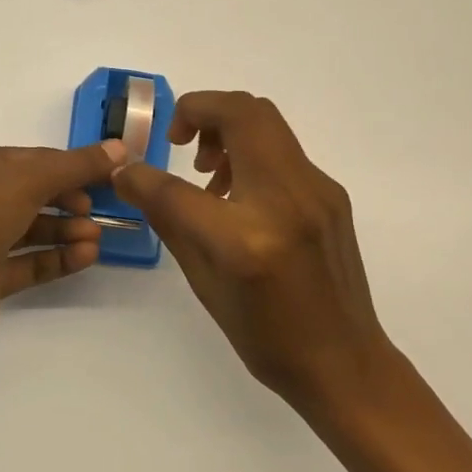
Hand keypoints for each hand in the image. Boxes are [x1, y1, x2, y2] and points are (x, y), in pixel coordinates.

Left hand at [0, 139, 127, 358]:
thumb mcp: (30, 178)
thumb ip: (76, 165)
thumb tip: (119, 149)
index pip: (30, 159)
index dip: (69, 166)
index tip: (106, 176)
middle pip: (32, 194)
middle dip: (68, 201)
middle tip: (96, 211)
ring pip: (31, 230)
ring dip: (66, 231)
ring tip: (95, 239)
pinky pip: (28, 262)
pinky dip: (57, 258)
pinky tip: (86, 257)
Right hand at [111, 91, 390, 410]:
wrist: (343, 361)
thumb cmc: (265, 335)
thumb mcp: (203, 283)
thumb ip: (168, 219)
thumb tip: (132, 177)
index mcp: (245, 240)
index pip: (176, 187)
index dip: (140, 173)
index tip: (127, 169)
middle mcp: (286, 200)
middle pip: (240, 113)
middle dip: (198, 110)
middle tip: (178, 141)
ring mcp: (316, 190)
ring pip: (265, 119)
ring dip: (226, 125)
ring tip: (206, 172)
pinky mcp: (331, 191)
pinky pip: (281, 147)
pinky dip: (250, 149)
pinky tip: (237, 193)